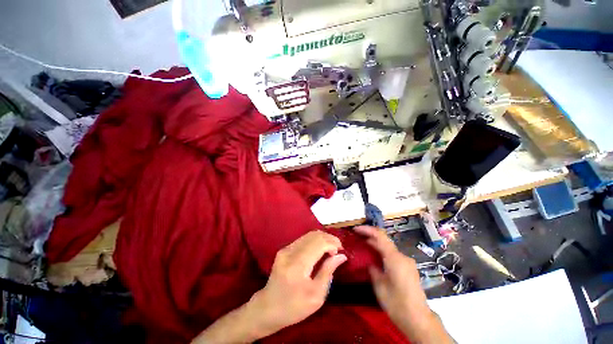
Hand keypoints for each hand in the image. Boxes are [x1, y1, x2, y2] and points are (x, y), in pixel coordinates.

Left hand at [250, 230, 347, 334]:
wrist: (268, 308)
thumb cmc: (294, 307)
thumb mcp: (316, 296)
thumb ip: (328, 272)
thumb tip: (341, 256)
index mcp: (298, 265)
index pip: (319, 243)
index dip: (332, 243)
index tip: (341, 251)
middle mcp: (290, 252)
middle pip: (314, 235)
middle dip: (329, 238)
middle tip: (338, 248)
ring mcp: (285, 249)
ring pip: (308, 235)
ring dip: (322, 238)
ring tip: (331, 248)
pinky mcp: (284, 249)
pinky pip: (303, 239)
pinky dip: (314, 241)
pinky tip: (319, 249)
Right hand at [354, 225, 453, 343]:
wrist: (418, 319)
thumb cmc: (397, 303)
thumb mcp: (379, 286)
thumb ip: (373, 269)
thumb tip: (370, 262)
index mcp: (394, 258)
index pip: (379, 236)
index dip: (367, 230)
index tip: (355, 229)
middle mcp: (402, 256)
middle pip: (384, 240)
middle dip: (370, 236)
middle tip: (357, 236)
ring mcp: (407, 262)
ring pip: (389, 247)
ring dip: (376, 244)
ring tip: (363, 245)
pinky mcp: (409, 268)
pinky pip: (393, 255)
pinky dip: (382, 252)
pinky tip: (375, 257)